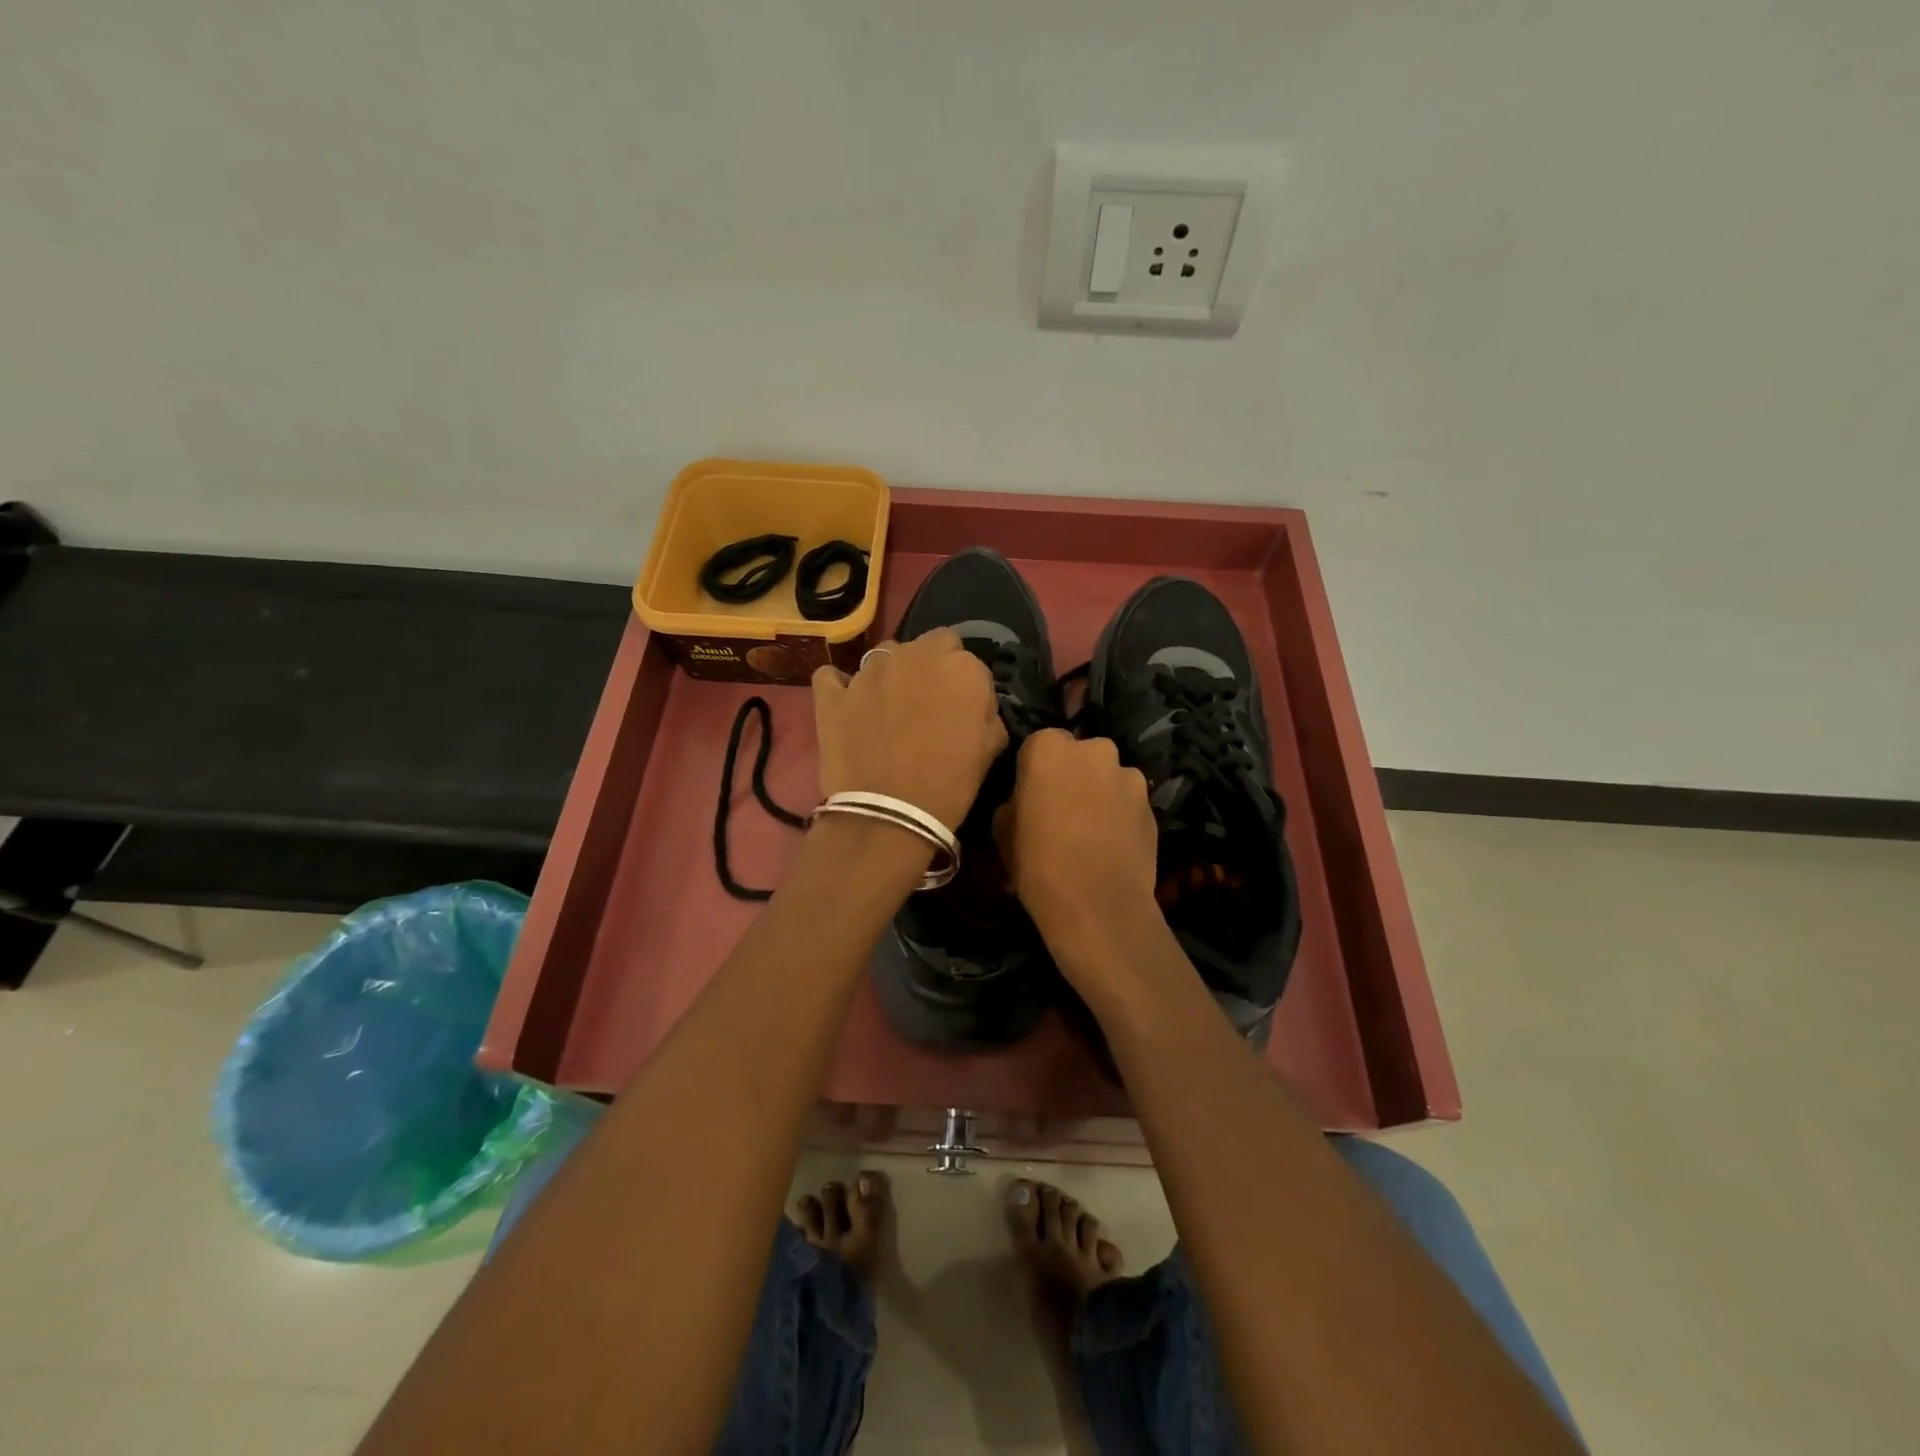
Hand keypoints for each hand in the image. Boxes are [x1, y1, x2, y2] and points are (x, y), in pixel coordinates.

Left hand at [812, 631, 1006, 833]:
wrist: (890, 814)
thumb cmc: (950, 784)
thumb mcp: (991, 748)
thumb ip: (986, 712)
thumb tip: (974, 704)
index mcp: (960, 667)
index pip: (966, 658)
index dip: (965, 683)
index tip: (962, 708)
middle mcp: (914, 656)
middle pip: (928, 645)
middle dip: (931, 666)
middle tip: (928, 703)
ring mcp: (869, 672)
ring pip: (884, 655)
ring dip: (891, 673)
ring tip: (889, 708)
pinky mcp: (834, 694)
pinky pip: (832, 677)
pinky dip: (840, 686)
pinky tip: (847, 704)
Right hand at [996, 729, 1165, 984]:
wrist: (1098, 907)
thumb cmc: (1038, 864)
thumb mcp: (1002, 831)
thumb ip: (1016, 800)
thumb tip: (1026, 799)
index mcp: (1049, 748)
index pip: (1039, 745)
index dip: (1034, 772)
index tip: (1031, 797)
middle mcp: (1094, 750)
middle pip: (1079, 756)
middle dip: (1072, 775)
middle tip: (1062, 811)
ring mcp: (1128, 775)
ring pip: (1107, 777)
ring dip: (1099, 794)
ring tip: (1090, 832)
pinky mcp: (1152, 804)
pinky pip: (1128, 802)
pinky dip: (1120, 815)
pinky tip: (1111, 845)